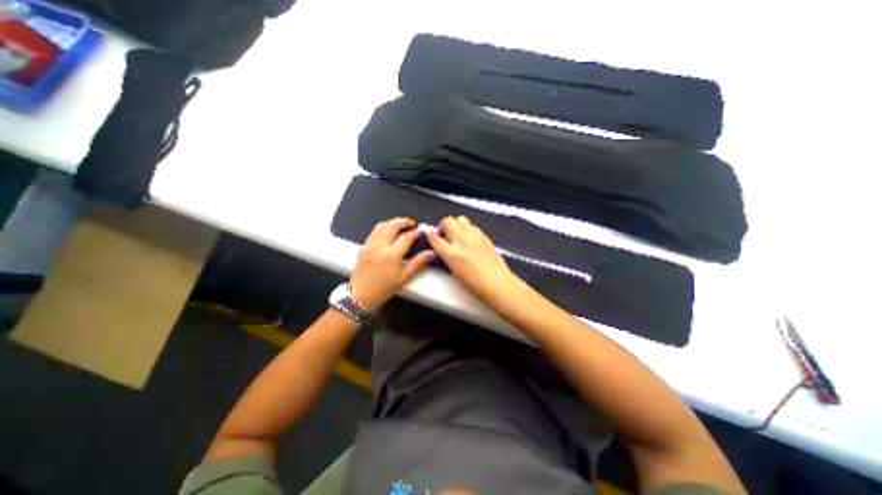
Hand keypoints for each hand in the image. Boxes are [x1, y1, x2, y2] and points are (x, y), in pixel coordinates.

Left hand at [350, 219, 434, 311]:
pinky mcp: (363, 246)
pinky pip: (374, 231)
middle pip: (393, 225)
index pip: (407, 237)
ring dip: (393, 222)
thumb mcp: (403, 278)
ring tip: (401, 224)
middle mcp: (380, 246)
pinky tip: (387, 232)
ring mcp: (370, 245)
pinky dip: (383, 227)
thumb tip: (430, 254)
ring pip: (382, 225)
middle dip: (404, 221)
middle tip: (412, 223)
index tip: (421, 232)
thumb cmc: (382, 290)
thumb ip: (418, 264)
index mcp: (392, 255)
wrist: (359, 296)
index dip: (416, 232)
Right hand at [425, 215, 522, 304]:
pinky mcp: (485, 236)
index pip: (435, 238)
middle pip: (447, 221)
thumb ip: (447, 258)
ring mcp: (474, 237)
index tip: (431, 236)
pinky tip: (470, 238)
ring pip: (461, 219)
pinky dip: (468, 229)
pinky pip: (473, 226)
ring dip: (456, 224)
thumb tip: (445, 251)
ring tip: (457, 233)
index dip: (431, 236)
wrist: (498, 284)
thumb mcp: (454, 273)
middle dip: (443, 225)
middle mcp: (462, 242)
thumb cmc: (477, 285)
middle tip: (444, 233)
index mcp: (451, 254)